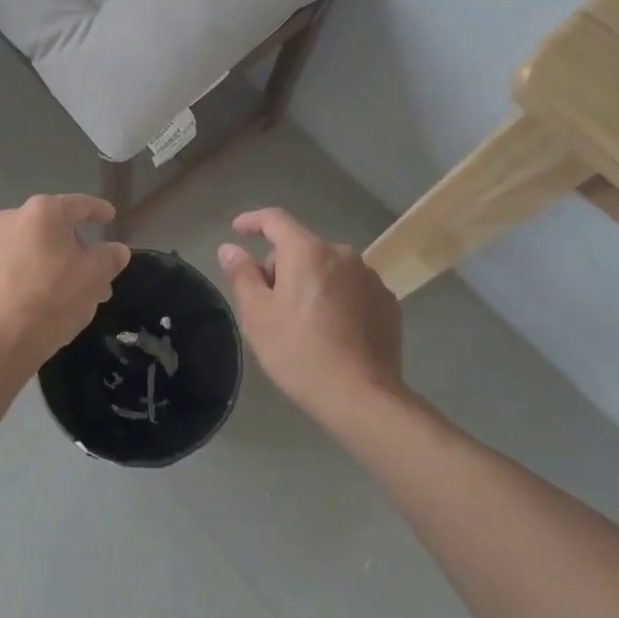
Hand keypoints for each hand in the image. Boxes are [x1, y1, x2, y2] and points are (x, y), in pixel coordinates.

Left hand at [0, 195, 130, 366]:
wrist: (0, 339)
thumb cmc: (54, 299)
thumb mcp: (94, 278)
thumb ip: (109, 258)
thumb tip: (117, 250)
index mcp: (43, 213)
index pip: (78, 204)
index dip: (98, 210)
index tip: (109, 216)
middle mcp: (11, 219)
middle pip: (51, 227)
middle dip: (73, 247)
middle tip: (91, 273)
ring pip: (28, 247)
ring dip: (46, 261)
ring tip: (62, 291)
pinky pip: (7, 266)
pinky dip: (22, 275)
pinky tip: (31, 298)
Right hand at [218, 208, 403, 419]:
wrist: (363, 397)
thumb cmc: (300, 353)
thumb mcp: (257, 315)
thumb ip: (242, 274)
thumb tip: (230, 248)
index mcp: (307, 253)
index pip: (275, 220)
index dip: (252, 221)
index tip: (237, 231)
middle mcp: (342, 255)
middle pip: (301, 248)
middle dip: (281, 266)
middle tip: (268, 303)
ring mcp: (370, 278)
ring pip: (327, 268)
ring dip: (310, 281)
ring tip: (301, 321)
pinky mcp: (387, 303)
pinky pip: (351, 288)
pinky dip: (335, 297)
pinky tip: (331, 330)